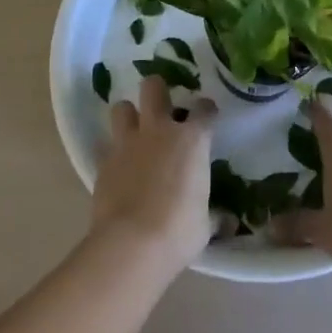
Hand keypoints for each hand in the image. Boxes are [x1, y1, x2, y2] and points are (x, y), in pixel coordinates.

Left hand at [92, 73, 218, 270]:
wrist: (131, 244)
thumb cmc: (178, 230)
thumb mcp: (204, 225)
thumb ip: (214, 216)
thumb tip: (228, 222)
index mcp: (191, 140)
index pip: (204, 109)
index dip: (207, 111)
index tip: (208, 116)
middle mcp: (158, 131)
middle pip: (153, 87)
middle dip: (157, 90)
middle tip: (163, 108)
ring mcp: (127, 143)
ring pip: (122, 108)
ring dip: (129, 116)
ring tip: (135, 132)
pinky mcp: (103, 162)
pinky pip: (105, 146)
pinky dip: (112, 152)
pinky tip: (119, 166)